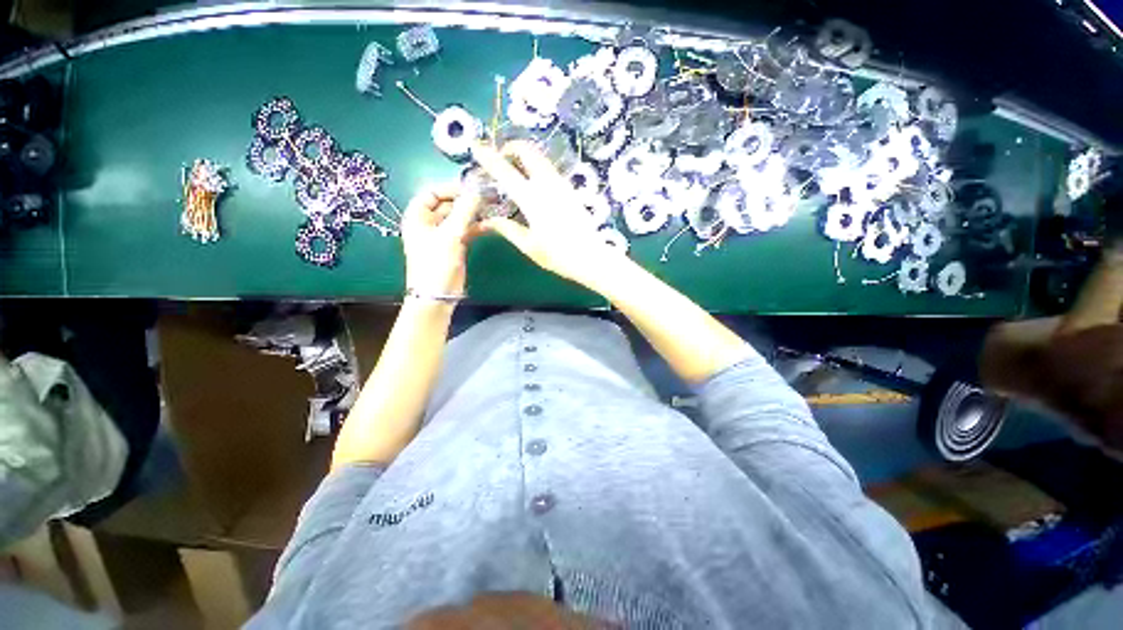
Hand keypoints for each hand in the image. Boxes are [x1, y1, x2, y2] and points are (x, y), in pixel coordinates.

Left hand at [401, 182, 480, 296]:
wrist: (438, 294)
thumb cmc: (437, 262)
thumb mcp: (450, 234)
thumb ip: (465, 211)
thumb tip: (477, 192)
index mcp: (418, 216)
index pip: (433, 193)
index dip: (451, 189)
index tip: (471, 189)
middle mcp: (429, 223)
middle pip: (448, 205)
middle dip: (465, 201)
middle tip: (486, 199)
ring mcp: (442, 236)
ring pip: (458, 218)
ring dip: (472, 214)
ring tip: (490, 210)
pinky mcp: (454, 246)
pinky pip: (465, 230)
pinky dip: (475, 227)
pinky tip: (488, 225)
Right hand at [473, 141, 626, 289]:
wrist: (591, 257)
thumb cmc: (558, 255)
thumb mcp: (529, 246)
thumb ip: (507, 229)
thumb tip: (486, 221)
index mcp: (532, 199)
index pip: (504, 171)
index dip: (488, 157)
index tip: (476, 147)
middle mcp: (547, 184)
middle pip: (526, 150)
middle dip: (510, 147)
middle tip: (499, 158)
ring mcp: (561, 184)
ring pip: (540, 157)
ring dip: (524, 155)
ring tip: (513, 168)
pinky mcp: (570, 190)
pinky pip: (549, 168)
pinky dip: (536, 165)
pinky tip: (533, 182)